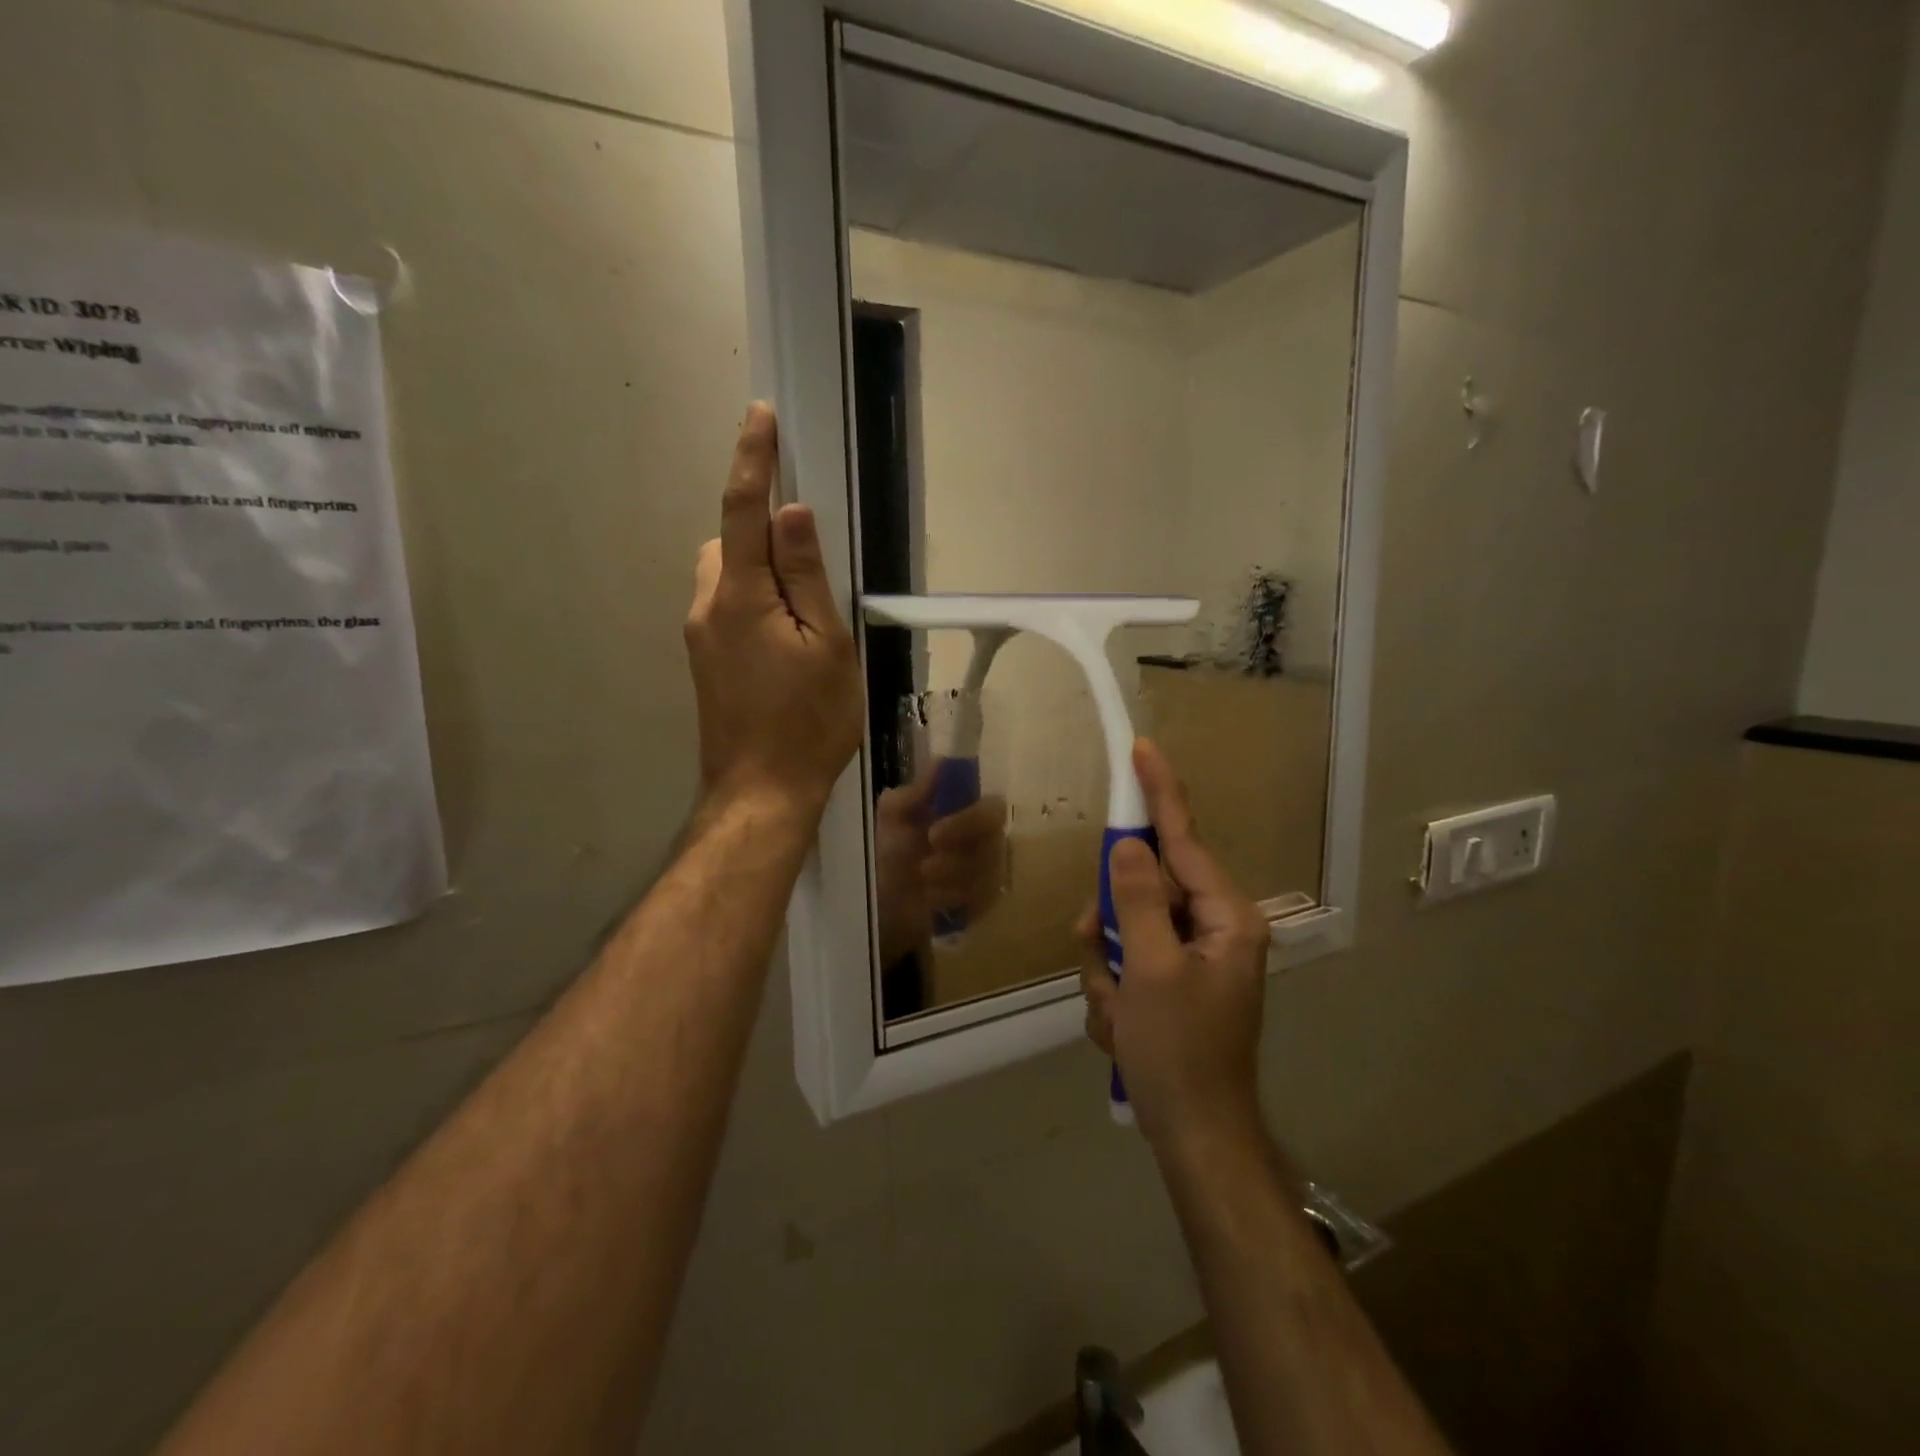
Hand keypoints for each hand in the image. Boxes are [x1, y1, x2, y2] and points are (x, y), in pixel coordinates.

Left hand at [685, 404, 863, 816]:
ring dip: (758, 574)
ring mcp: (699, 637)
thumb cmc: (808, 720)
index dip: (753, 459)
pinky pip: (725, 608)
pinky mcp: (704, 661)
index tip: (760, 415)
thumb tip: (791, 513)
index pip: (743, 510)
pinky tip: (785, 644)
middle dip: (760, 533)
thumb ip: (806, 576)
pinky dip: (753, 603)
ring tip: (805, 618)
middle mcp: (706, 606)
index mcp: (739, 595)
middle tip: (811, 571)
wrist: (761, 792)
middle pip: (728, 543)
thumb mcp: (826, 645)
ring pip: (725, 577)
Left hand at [873, 766, 1008, 963]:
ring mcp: (991, 870)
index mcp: (966, 810)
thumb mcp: (892, 819)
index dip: (968, 819)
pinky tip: (931, 900)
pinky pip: (982, 899)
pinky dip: (952, 899)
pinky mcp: (988, 900)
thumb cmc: (891, 853)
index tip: (933, 833)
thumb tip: (940, 763)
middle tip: (924, 867)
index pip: (991, 807)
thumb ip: (913, 793)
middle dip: (957, 856)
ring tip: (921, 881)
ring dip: (949, 878)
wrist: (885, 903)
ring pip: (987, 873)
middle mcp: (986, 837)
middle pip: (995, 842)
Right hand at [1078, 740, 1270, 1154]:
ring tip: (1118, 1012)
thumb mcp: (1150, 971)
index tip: (1142, 750)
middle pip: (1146, 888)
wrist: (1196, 1139)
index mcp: (1226, 917)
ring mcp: (1193, 958)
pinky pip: (1127, 964)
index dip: (1160, 794)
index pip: (1184, 840)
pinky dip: (1114, 993)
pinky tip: (1123, 1028)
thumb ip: (1138, 900)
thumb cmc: (1179, 1054)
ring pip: (1127, 929)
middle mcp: (1215, 928)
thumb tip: (1129, 845)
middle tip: (1095, 945)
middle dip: (1111, 921)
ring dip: (1108, 968)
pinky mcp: (1173, 984)